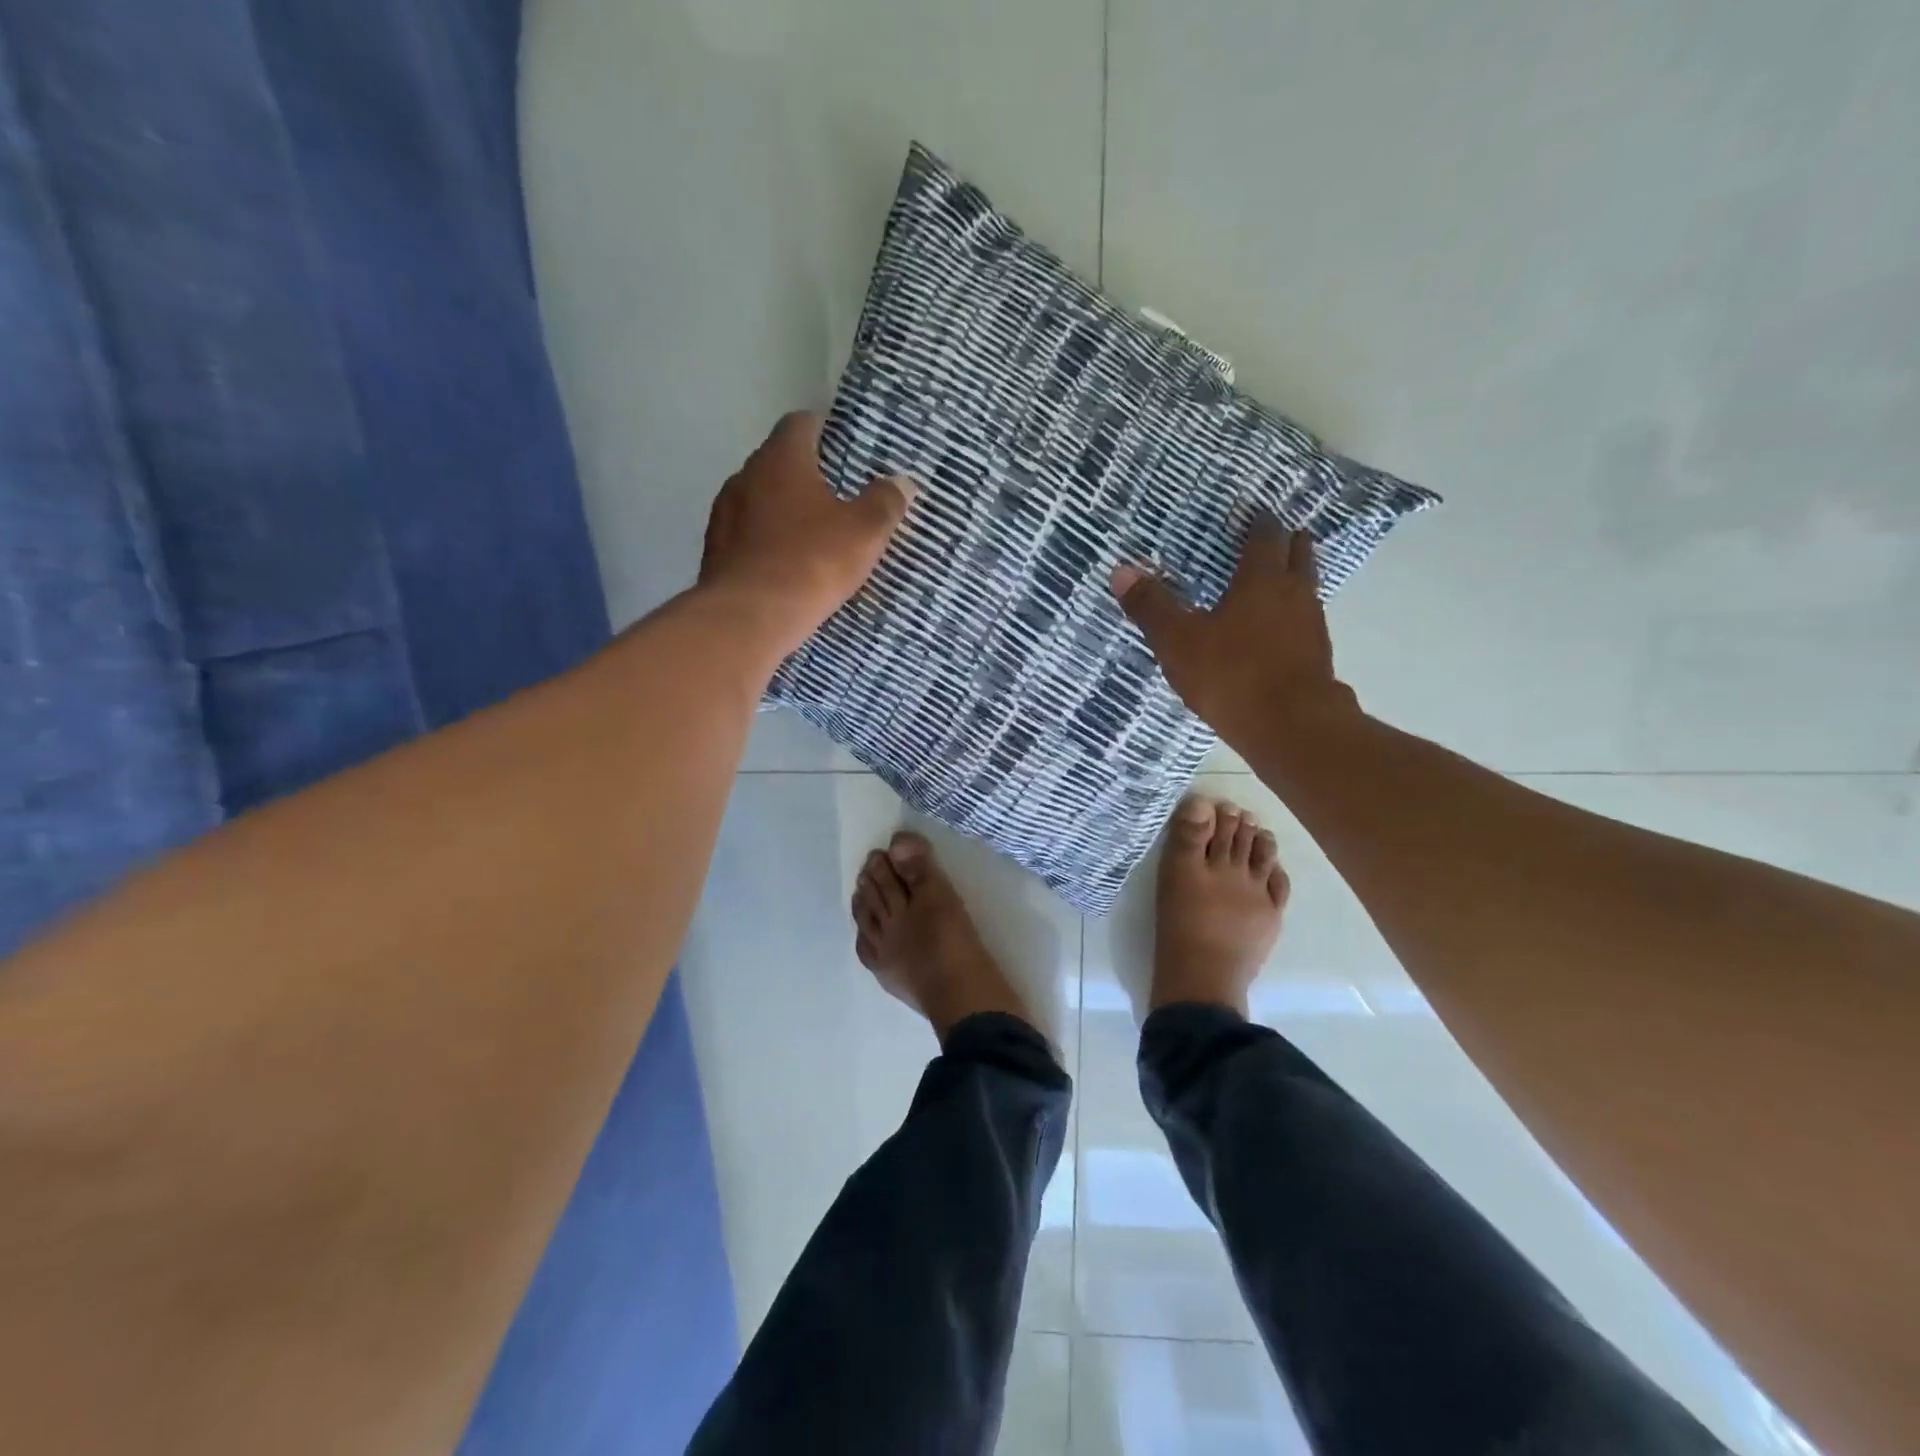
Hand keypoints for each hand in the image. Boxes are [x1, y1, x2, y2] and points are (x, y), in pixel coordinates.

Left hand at [698, 412, 914, 663]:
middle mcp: (744, 476)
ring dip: (784, 512)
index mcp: (780, 460)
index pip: (800, 423)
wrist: (748, 618)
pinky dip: (767, 543)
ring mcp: (724, 515)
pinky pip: (748, 536)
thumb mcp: (864, 533)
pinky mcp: (715, 552)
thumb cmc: (811, 562)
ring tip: (813, 535)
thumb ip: (885, 502)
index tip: (846, 448)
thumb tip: (902, 481)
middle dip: (806, 475)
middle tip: (839, 496)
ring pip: (760, 501)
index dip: (825, 430)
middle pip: (778, 463)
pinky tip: (787, 566)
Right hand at [1110, 517, 1360, 752]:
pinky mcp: (1317, 655)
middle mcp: (1294, 593)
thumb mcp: (1178, 642)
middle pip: (1298, 553)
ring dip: (1293, 576)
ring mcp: (1312, 624)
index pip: (1264, 536)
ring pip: (1306, 586)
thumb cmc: (1232, 675)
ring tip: (1271, 579)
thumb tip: (1120, 571)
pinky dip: (1292, 613)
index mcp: (1261, 580)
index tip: (1249, 512)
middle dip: (1285, 540)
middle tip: (1270, 535)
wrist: (1291, 727)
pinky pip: (1305, 620)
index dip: (1257, 521)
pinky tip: (1275, 630)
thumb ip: (1151, 607)